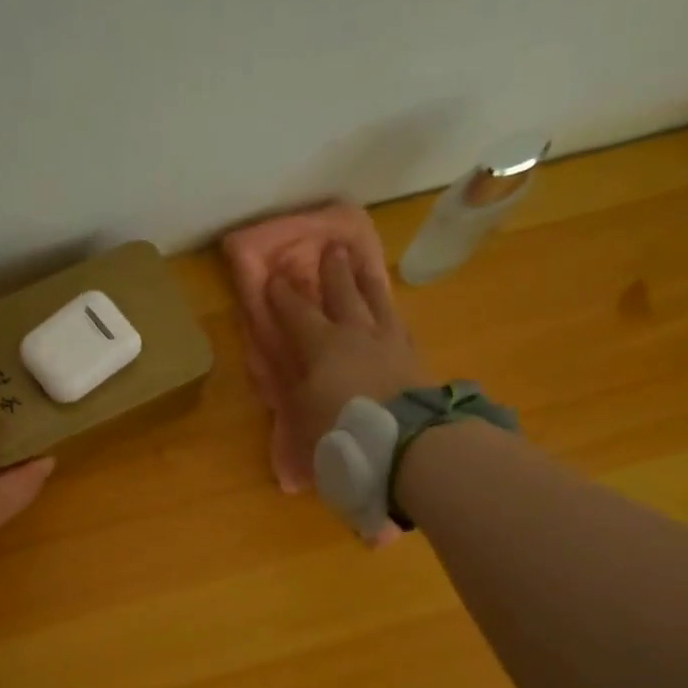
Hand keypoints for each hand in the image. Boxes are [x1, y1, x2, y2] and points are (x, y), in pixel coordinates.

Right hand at [267, 246, 429, 451]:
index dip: (283, 295)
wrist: (405, 440)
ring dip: (367, 281)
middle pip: (343, 293)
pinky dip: (390, 314)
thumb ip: (292, 393)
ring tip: (363, 264)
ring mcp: (389, 341)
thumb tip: (286, 379)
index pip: (297, 312)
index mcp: (321, 345)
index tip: (274, 277)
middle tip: (332, 246)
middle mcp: (355, 333)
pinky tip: (392, 313)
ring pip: (376, 301)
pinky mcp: (413, 356)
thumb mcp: (301, 416)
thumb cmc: (341, 428)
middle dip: (334, 270)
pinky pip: (399, 325)